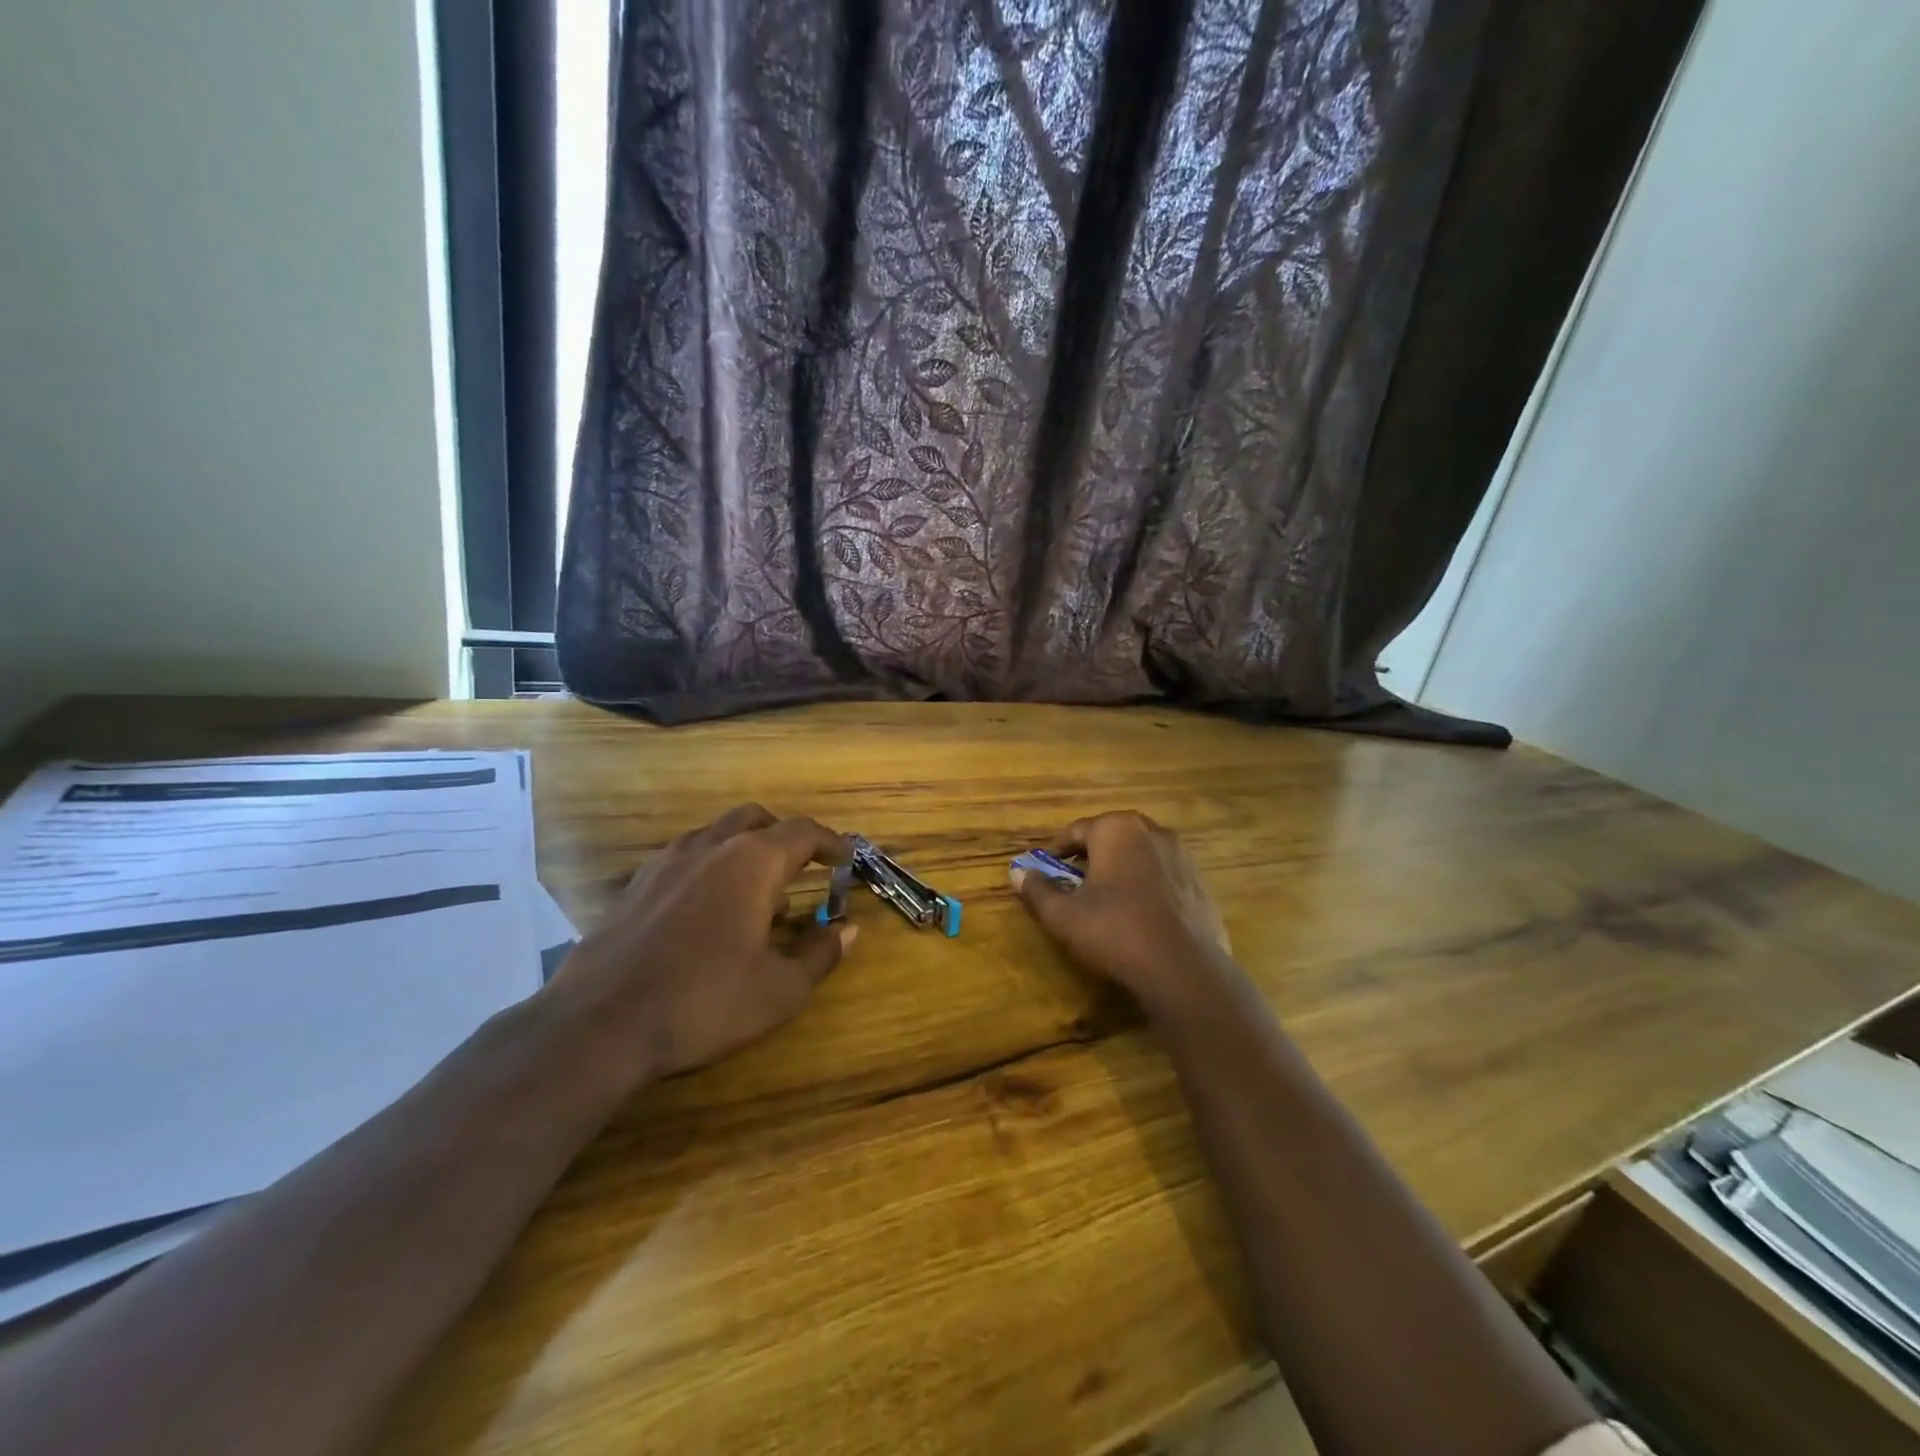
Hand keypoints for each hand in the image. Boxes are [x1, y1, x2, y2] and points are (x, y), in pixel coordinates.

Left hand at [549, 804, 855, 1081]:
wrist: (598, 1025)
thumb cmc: (704, 1002)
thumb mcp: (780, 990)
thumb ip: (820, 954)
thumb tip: (849, 930)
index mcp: (752, 862)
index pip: (802, 832)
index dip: (831, 842)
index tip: (846, 859)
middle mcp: (709, 847)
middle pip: (755, 818)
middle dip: (784, 836)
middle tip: (802, 867)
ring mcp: (665, 863)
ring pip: (715, 835)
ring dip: (744, 851)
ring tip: (756, 896)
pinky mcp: (634, 887)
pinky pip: (683, 859)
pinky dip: (708, 868)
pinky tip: (706, 912)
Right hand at [1011, 811, 1238, 1019]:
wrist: (1183, 969)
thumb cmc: (1114, 931)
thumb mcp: (1063, 915)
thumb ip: (1037, 890)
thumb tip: (1017, 872)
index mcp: (1117, 829)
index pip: (1076, 831)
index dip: (1055, 852)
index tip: (1042, 870)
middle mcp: (1152, 831)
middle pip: (1111, 838)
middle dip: (1090, 858)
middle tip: (1072, 883)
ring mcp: (1182, 857)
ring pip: (1139, 856)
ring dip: (1120, 871)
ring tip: (1105, 900)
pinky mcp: (1200, 884)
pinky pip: (1163, 877)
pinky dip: (1146, 888)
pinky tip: (1139, 916)